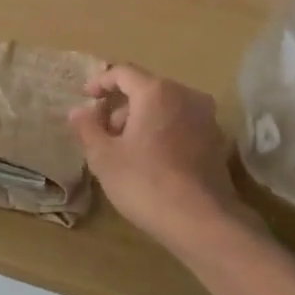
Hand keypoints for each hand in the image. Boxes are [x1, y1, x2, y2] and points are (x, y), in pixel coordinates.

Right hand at [68, 64, 240, 250]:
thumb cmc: (145, 183)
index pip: (123, 72)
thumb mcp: (104, 157)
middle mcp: (185, 95)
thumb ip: (87, 128)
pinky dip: (163, 132)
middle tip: (103, 131)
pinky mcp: (217, 141)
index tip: (86, 96)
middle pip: (146, 89)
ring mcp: (206, 118)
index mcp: (156, 92)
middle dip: (121, 106)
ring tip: (125, 149)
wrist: (201, 221)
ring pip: (166, 107)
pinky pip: (182, 124)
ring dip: (142, 120)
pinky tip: (152, 160)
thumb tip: (78, 110)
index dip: (100, 82)